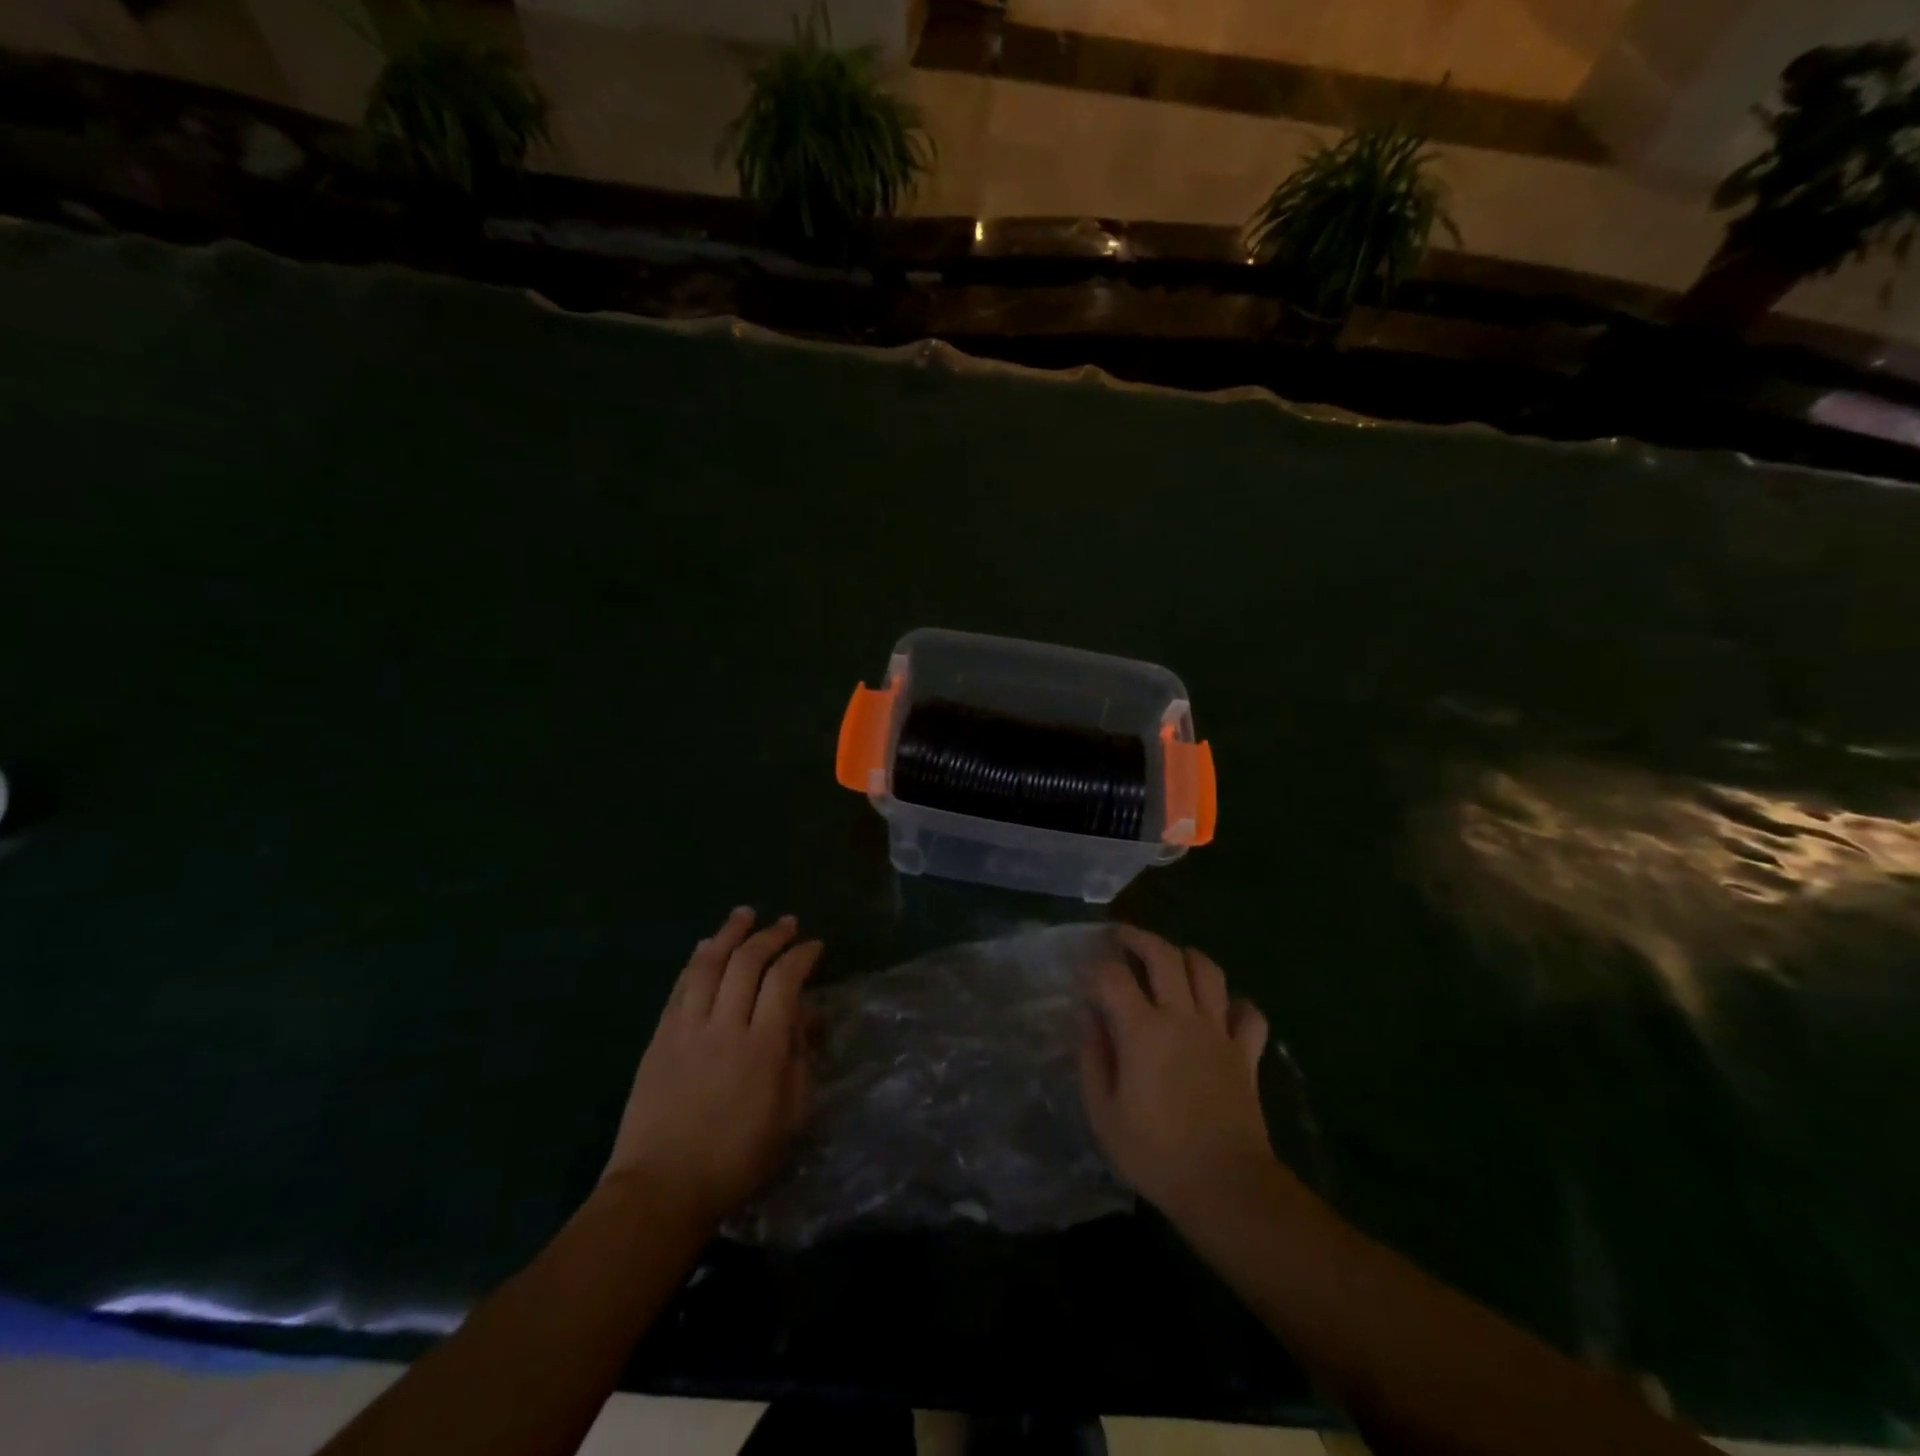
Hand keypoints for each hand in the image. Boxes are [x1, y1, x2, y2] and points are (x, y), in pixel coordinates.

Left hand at [603, 907, 821, 1224]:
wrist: (661, 1188)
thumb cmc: (736, 1159)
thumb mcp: (789, 1115)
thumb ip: (800, 1059)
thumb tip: (806, 1018)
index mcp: (763, 1047)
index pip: (785, 981)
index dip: (801, 955)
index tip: (814, 945)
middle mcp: (725, 1026)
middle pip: (747, 962)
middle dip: (770, 935)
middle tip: (786, 923)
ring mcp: (687, 1028)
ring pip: (709, 964)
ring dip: (729, 934)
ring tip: (744, 914)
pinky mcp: (660, 1037)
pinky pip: (681, 986)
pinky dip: (696, 960)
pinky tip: (705, 947)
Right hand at [1080, 925, 1275, 1230]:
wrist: (1226, 1186)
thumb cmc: (1155, 1154)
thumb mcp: (1103, 1113)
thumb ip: (1093, 1058)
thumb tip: (1089, 1018)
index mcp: (1142, 1030)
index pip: (1112, 976)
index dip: (1094, 968)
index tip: (1084, 975)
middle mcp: (1181, 1017)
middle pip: (1163, 955)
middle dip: (1139, 938)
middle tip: (1122, 936)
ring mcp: (1219, 1032)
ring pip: (1207, 971)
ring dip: (1185, 956)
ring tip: (1170, 960)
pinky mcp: (1246, 1053)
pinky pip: (1248, 1013)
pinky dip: (1235, 1003)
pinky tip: (1221, 1009)